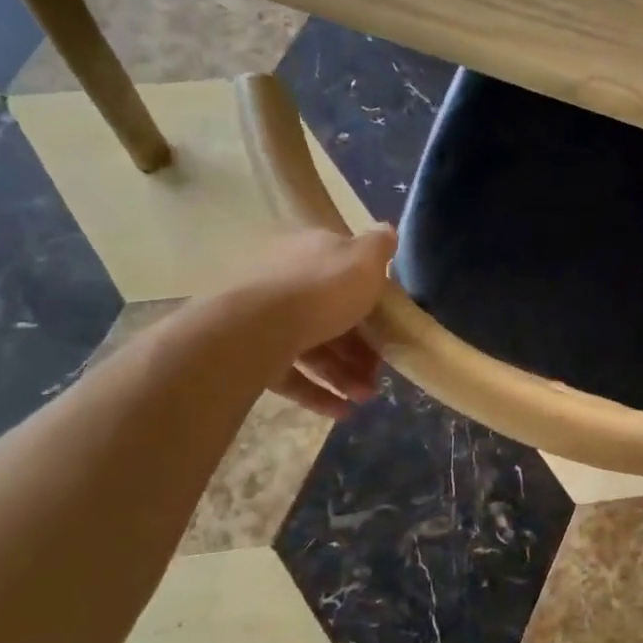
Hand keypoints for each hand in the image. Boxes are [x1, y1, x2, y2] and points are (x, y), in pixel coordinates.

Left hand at [231, 227, 395, 418]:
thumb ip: (379, 246)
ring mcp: (266, 317)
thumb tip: (388, 230)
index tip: (390, 326)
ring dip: (344, 373)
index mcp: (312, 252)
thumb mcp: (365, 261)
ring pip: (314, 345)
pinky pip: (291, 373)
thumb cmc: (321, 290)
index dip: (372, 299)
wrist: (252, 328)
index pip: (346, 271)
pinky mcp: (252, 352)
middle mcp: (287, 279)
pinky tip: (341, 412)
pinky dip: (317, 392)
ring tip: (364, 398)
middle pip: (332, 314)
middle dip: (361, 347)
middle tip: (380, 372)